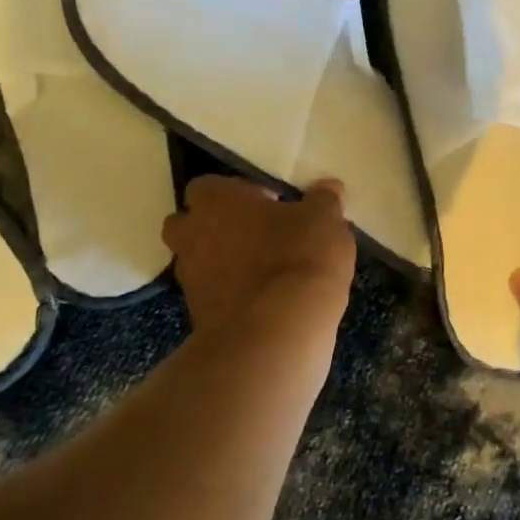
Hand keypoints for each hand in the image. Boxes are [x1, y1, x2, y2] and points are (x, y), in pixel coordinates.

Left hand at [163, 176, 355, 332]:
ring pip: (201, 262)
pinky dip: (233, 295)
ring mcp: (190, 279)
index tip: (270, 204)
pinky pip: (214, 296)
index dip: (238, 192)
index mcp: (215, 201)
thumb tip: (328, 188)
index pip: (209, 185)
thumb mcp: (325, 220)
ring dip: (225, 263)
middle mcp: (191, 235)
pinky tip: (268, 300)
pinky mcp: (198, 317)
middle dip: (217, 226)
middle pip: (191, 224)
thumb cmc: (297, 258)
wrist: (276, 334)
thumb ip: (324, 200)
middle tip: (259, 233)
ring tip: (267, 270)